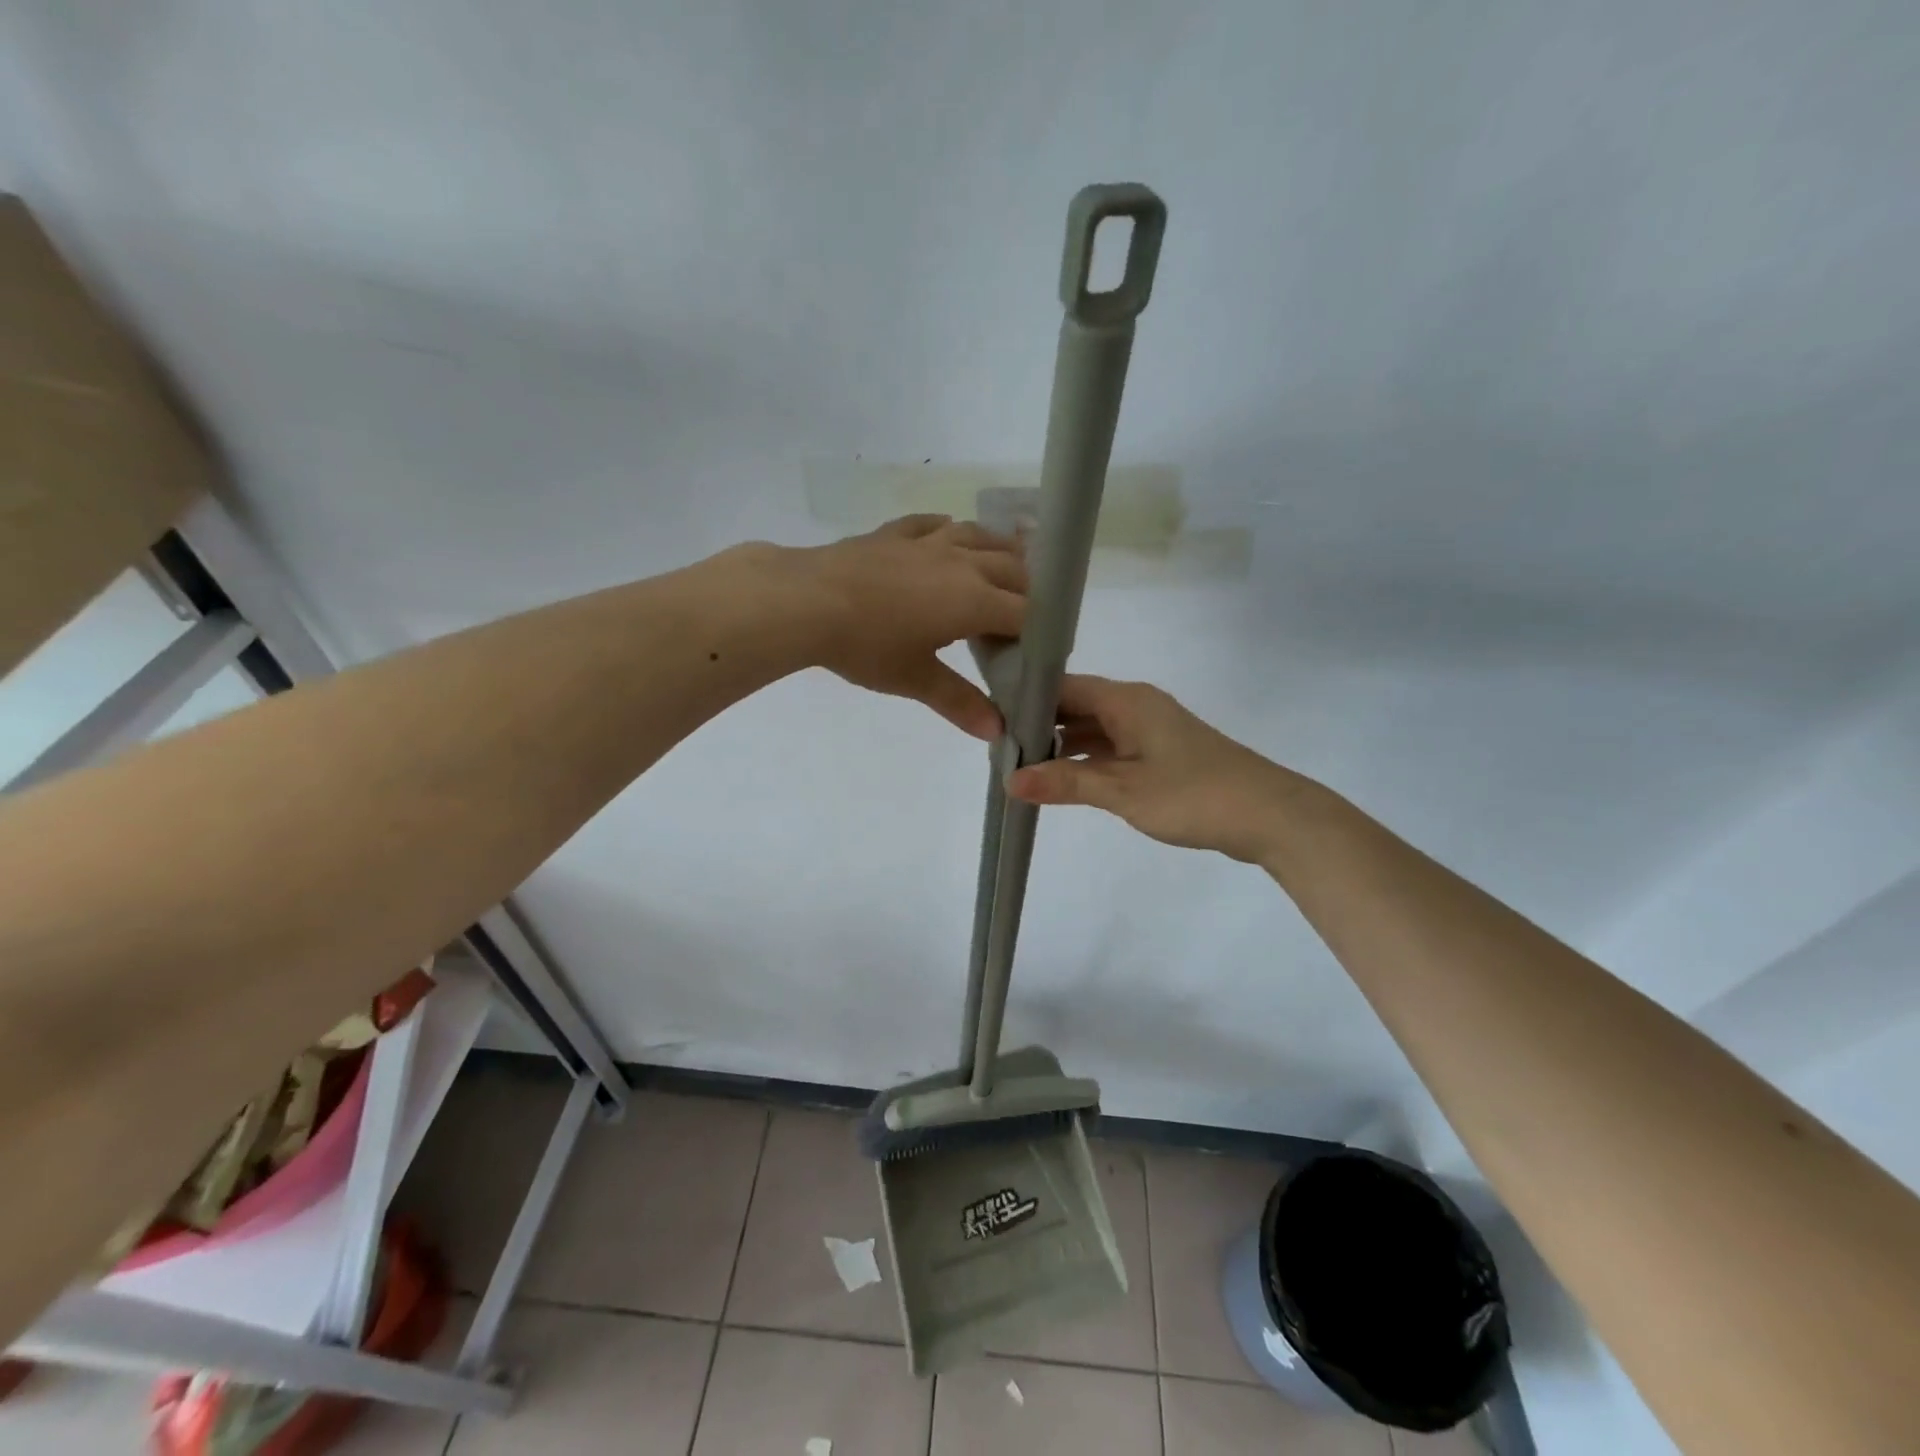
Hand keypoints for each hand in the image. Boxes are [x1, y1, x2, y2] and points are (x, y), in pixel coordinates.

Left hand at [800, 515, 1026, 739]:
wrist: (805, 601)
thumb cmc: (866, 645)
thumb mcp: (914, 679)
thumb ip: (959, 702)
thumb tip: (997, 732)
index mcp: (973, 600)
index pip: (1025, 612)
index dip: (1040, 629)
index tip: (1040, 647)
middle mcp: (961, 563)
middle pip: (1012, 568)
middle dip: (1027, 590)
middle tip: (1025, 614)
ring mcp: (927, 542)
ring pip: (979, 537)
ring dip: (999, 550)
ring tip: (1005, 564)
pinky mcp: (894, 533)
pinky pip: (933, 525)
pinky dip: (950, 531)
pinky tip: (948, 534)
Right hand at [1005, 675, 1302, 861]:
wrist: (1270, 815)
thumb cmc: (1194, 795)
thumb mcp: (1123, 791)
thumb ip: (1066, 783)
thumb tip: (1010, 780)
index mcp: (1127, 701)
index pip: (1063, 686)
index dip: (1026, 700)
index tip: (991, 720)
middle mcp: (1136, 706)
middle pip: (1076, 706)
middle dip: (1040, 726)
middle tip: (999, 749)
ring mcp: (1151, 730)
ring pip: (1094, 729)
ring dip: (1062, 747)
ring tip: (1021, 766)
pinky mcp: (1162, 754)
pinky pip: (1112, 748)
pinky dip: (1087, 760)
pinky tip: (1064, 780)